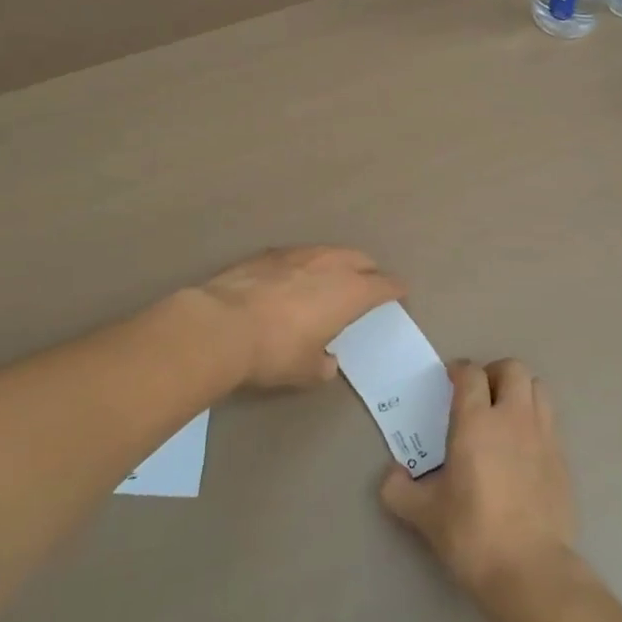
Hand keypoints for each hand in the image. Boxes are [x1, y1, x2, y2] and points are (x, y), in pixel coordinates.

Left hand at [197, 246, 404, 389]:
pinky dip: (304, 264)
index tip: (400, 293)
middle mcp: (330, 265)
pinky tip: (293, 276)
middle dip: (369, 270)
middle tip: (369, 284)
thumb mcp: (305, 371)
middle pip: (360, 259)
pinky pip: (298, 254)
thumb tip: (326, 362)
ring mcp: (297, 254)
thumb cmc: (275, 351)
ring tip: (332, 277)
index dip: (395, 289)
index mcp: (350, 292)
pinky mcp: (267, 254)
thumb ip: (323, 365)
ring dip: (337, 262)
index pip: (384, 285)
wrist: (220, 326)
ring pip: (329, 251)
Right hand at [380, 359, 576, 598]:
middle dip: (494, 373)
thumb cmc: (472, 534)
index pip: (471, 374)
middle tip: (479, 394)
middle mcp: (513, 417)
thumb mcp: (424, 514)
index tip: (449, 381)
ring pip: (537, 388)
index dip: (458, 370)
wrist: (530, 568)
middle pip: (512, 368)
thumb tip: (392, 475)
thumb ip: (399, 489)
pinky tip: (523, 447)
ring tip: (504, 414)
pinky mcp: (562, 457)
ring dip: (519, 391)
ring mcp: (543, 434)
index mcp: (477, 422)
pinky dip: (535, 419)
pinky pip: (550, 420)